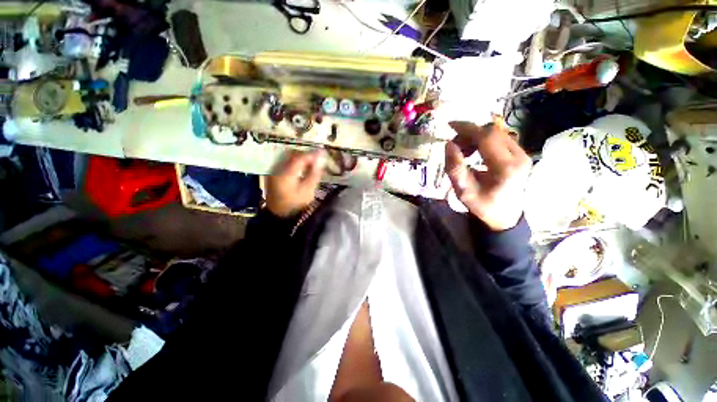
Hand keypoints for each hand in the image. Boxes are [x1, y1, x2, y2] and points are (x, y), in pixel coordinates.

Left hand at [266, 150, 325, 216]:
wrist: (280, 215)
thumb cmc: (296, 204)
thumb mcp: (308, 190)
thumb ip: (315, 173)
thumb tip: (321, 158)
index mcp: (286, 173)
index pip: (300, 157)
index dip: (312, 154)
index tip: (323, 153)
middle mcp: (278, 169)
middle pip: (293, 155)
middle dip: (306, 154)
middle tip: (318, 157)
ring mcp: (274, 171)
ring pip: (289, 158)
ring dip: (301, 158)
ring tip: (312, 162)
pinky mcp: (274, 175)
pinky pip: (286, 163)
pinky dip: (295, 163)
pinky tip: (302, 168)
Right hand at [445, 120, 530, 230]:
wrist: (505, 217)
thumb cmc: (483, 206)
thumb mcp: (463, 191)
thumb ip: (455, 168)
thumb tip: (448, 144)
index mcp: (505, 167)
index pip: (487, 136)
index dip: (467, 128)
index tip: (450, 126)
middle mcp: (519, 157)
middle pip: (492, 131)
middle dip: (469, 133)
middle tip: (455, 145)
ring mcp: (522, 155)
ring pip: (496, 133)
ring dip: (476, 137)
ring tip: (463, 151)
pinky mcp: (520, 155)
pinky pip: (500, 139)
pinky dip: (483, 141)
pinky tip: (474, 151)